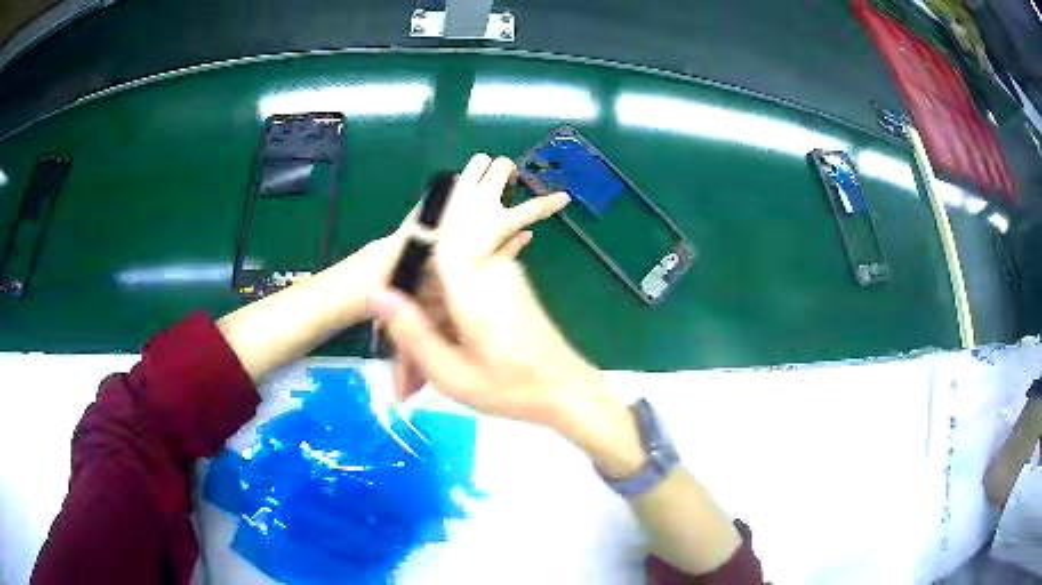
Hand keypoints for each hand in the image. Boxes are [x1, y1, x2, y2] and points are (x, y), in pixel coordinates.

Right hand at [370, 154, 604, 432]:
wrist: (567, 389)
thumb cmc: (511, 389)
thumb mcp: (451, 374)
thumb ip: (411, 333)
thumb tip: (376, 293)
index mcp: (470, 283)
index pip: (421, 249)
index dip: (400, 275)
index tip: (393, 316)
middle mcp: (487, 265)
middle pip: (432, 272)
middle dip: (416, 312)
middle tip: (411, 364)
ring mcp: (502, 270)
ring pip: (448, 282)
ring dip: (434, 318)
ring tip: (431, 363)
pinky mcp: (509, 280)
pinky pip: (467, 286)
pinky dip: (453, 315)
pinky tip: (455, 350)